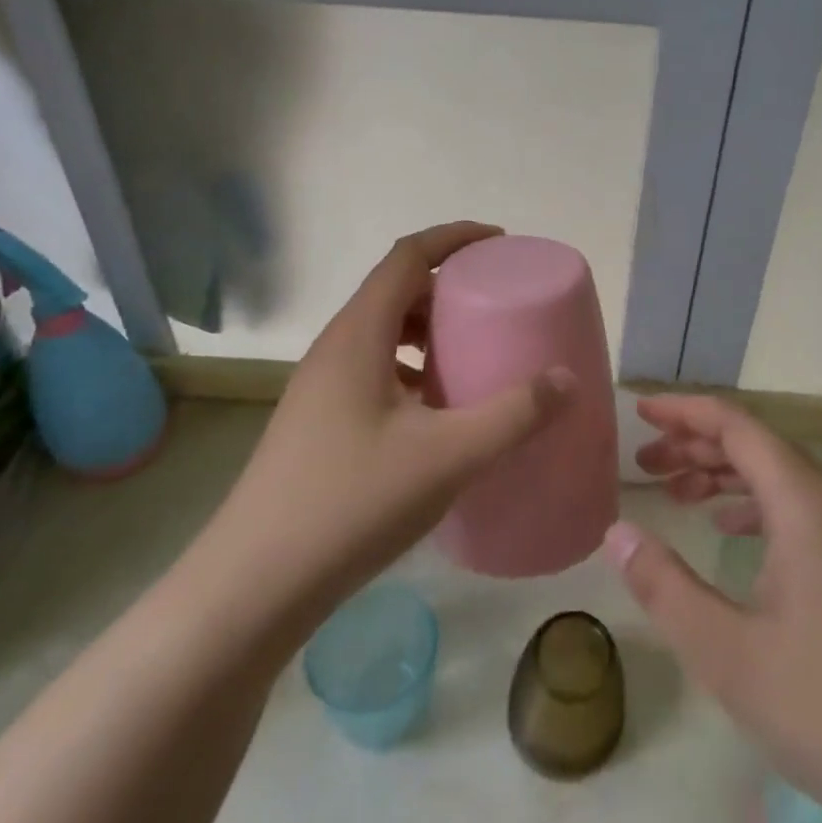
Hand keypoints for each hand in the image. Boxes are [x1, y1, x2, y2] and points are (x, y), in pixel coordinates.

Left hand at [211, 223, 577, 607]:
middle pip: (395, 291)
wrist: (255, 584)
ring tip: (471, 354)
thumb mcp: (449, 456)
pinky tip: (437, 412)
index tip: (499, 243)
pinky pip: (373, 369)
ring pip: (382, 333)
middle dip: (447, 287)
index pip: (408, 256)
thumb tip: (566, 379)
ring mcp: (321, 387)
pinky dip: (411, 369)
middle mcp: (335, 348)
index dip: (454, 238)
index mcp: (359, 334)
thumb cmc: (352, 502)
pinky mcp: (318, 421)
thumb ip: (514, 414)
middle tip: (495, 304)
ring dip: (428, 331)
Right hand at [603, 396, 821, 822]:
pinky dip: (760, 507)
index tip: (641, 412)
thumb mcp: (726, 652)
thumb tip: (616, 533)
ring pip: (784, 479)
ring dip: (728, 476)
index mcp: (807, 502)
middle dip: (698, 445)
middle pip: (760, 446)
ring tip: (678, 492)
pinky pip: (807, 510)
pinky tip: (734, 532)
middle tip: (646, 463)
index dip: (685, 412)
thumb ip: (663, 585)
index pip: (737, 426)